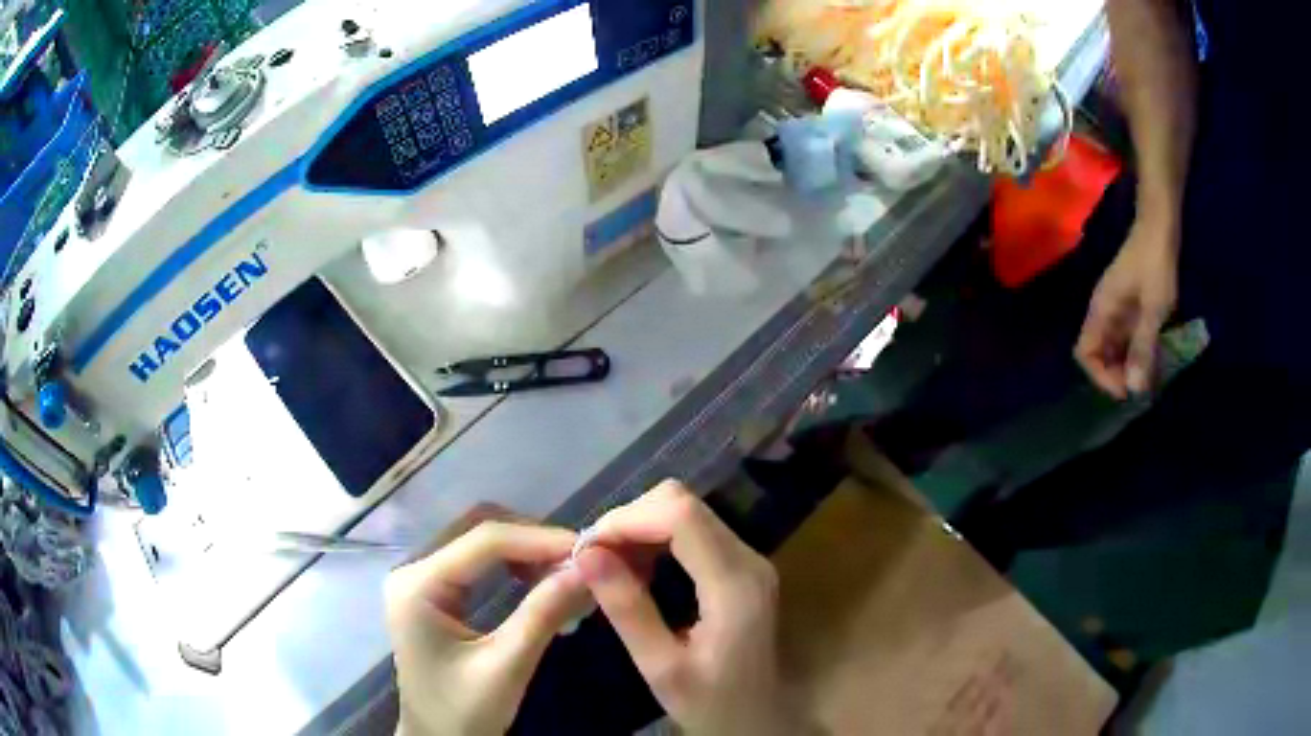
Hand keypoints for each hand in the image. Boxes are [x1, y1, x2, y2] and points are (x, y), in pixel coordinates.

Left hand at [385, 520, 589, 735]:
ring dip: (525, 552)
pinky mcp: (433, 592)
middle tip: (578, 565)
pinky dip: (512, 566)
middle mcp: (412, 569)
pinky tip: (538, 584)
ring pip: (479, 541)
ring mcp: (420, 579)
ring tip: (564, 577)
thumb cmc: (465, 711)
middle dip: (532, 542)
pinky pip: (477, 562)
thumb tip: (587, 569)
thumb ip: (543, 614)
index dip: (539, 540)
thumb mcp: (507, 666)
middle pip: (478, 530)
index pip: (483, 540)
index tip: (589, 550)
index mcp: (417, 585)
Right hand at [577, 481, 803, 735]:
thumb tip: (586, 554)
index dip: (627, 519)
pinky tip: (636, 569)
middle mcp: (749, 559)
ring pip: (688, 512)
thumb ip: (628, 610)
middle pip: (684, 504)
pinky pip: (695, 532)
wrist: (763, 720)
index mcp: (734, 585)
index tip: (586, 547)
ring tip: (607, 565)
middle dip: (630, 520)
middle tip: (593, 558)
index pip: (681, 516)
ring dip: (641, 528)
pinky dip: (657, 539)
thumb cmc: (714, 705)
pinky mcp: (742, 568)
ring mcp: (750, 560)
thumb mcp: (662, 668)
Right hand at [1075, 213, 1178, 398]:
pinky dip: (1138, 353)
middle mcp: (1104, 313)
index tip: (1126, 390)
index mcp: (1101, 311)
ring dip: (1129, 367)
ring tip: (1150, 378)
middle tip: (1142, 388)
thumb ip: (1143, 347)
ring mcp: (1117, 310)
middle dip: (1117, 376)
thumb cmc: (1154, 264)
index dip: (1100, 376)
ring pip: (1114, 349)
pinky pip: (1128, 339)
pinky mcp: (1130, 307)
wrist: (1160, 226)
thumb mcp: (1153, 308)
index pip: (1085, 353)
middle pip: (1099, 355)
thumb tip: (1133, 390)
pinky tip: (1155, 358)